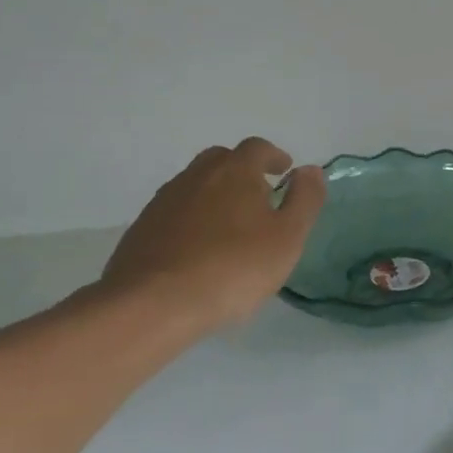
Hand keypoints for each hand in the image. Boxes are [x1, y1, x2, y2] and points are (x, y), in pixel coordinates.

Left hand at [99, 138, 326, 334]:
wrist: (153, 304)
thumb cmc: (233, 267)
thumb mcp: (288, 237)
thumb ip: (305, 199)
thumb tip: (310, 170)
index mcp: (235, 171)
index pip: (257, 148)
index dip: (274, 156)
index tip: (284, 171)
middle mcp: (196, 176)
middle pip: (221, 159)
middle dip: (242, 170)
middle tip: (258, 195)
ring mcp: (164, 201)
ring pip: (195, 185)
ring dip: (215, 194)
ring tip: (230, 225)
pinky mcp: (142, 229)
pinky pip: (175, 211)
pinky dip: (191, 218)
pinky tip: (199, 248)